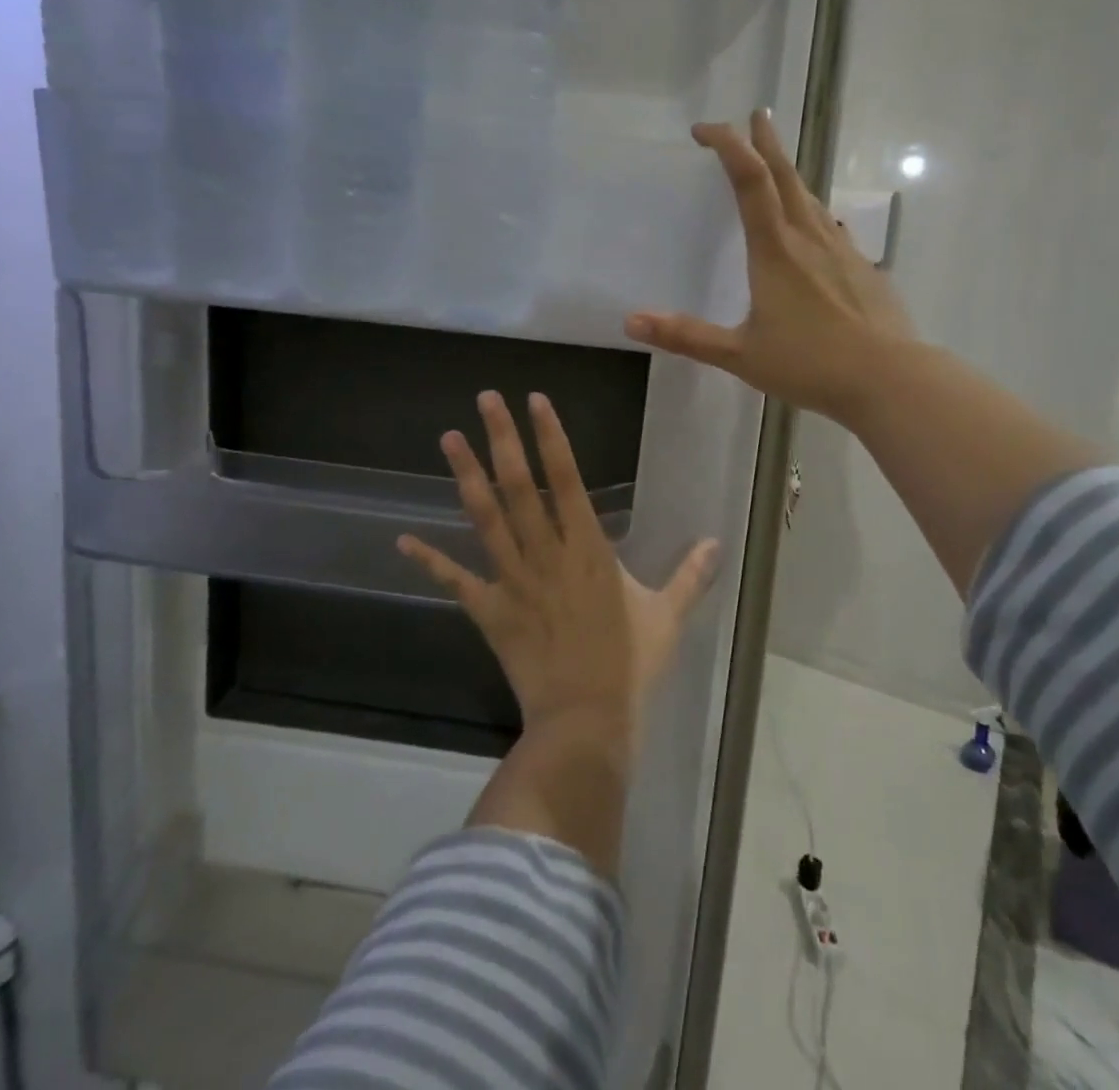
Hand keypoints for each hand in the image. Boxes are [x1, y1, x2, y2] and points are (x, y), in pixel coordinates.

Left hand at [398, 391, 718, 735]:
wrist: (586, 719)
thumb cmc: (630, 664)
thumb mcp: (667, 616)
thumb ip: (691, 576)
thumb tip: (717, 543)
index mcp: (588, 547)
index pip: (567, 478)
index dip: (550, 436)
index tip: (534, 400)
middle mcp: (546, 552)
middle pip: (520, 485)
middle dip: (502, 438)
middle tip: (485, 399)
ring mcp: (513, 579)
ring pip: (486, 517)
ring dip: (466, 476)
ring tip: (449, 438)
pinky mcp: (490, 610)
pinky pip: (456, 580)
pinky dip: (430, 560)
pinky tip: (401, 541)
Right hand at [624, 108, 913, 423]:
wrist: (888, 379)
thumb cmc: (810, 364)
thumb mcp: (740, 355)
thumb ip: (687, 337)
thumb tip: (631, 321)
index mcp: (775, 250)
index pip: (750, 180)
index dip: (728, 146)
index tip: (705, 129)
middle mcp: (809, 239)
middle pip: (786, 176)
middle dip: (766, 143)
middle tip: (756, 116)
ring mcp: (843, 252)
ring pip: (812, 199)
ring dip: (791, 175)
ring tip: (778, 166)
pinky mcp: (865, 270)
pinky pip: (832, 230)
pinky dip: (815, 215)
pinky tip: (819, 229)